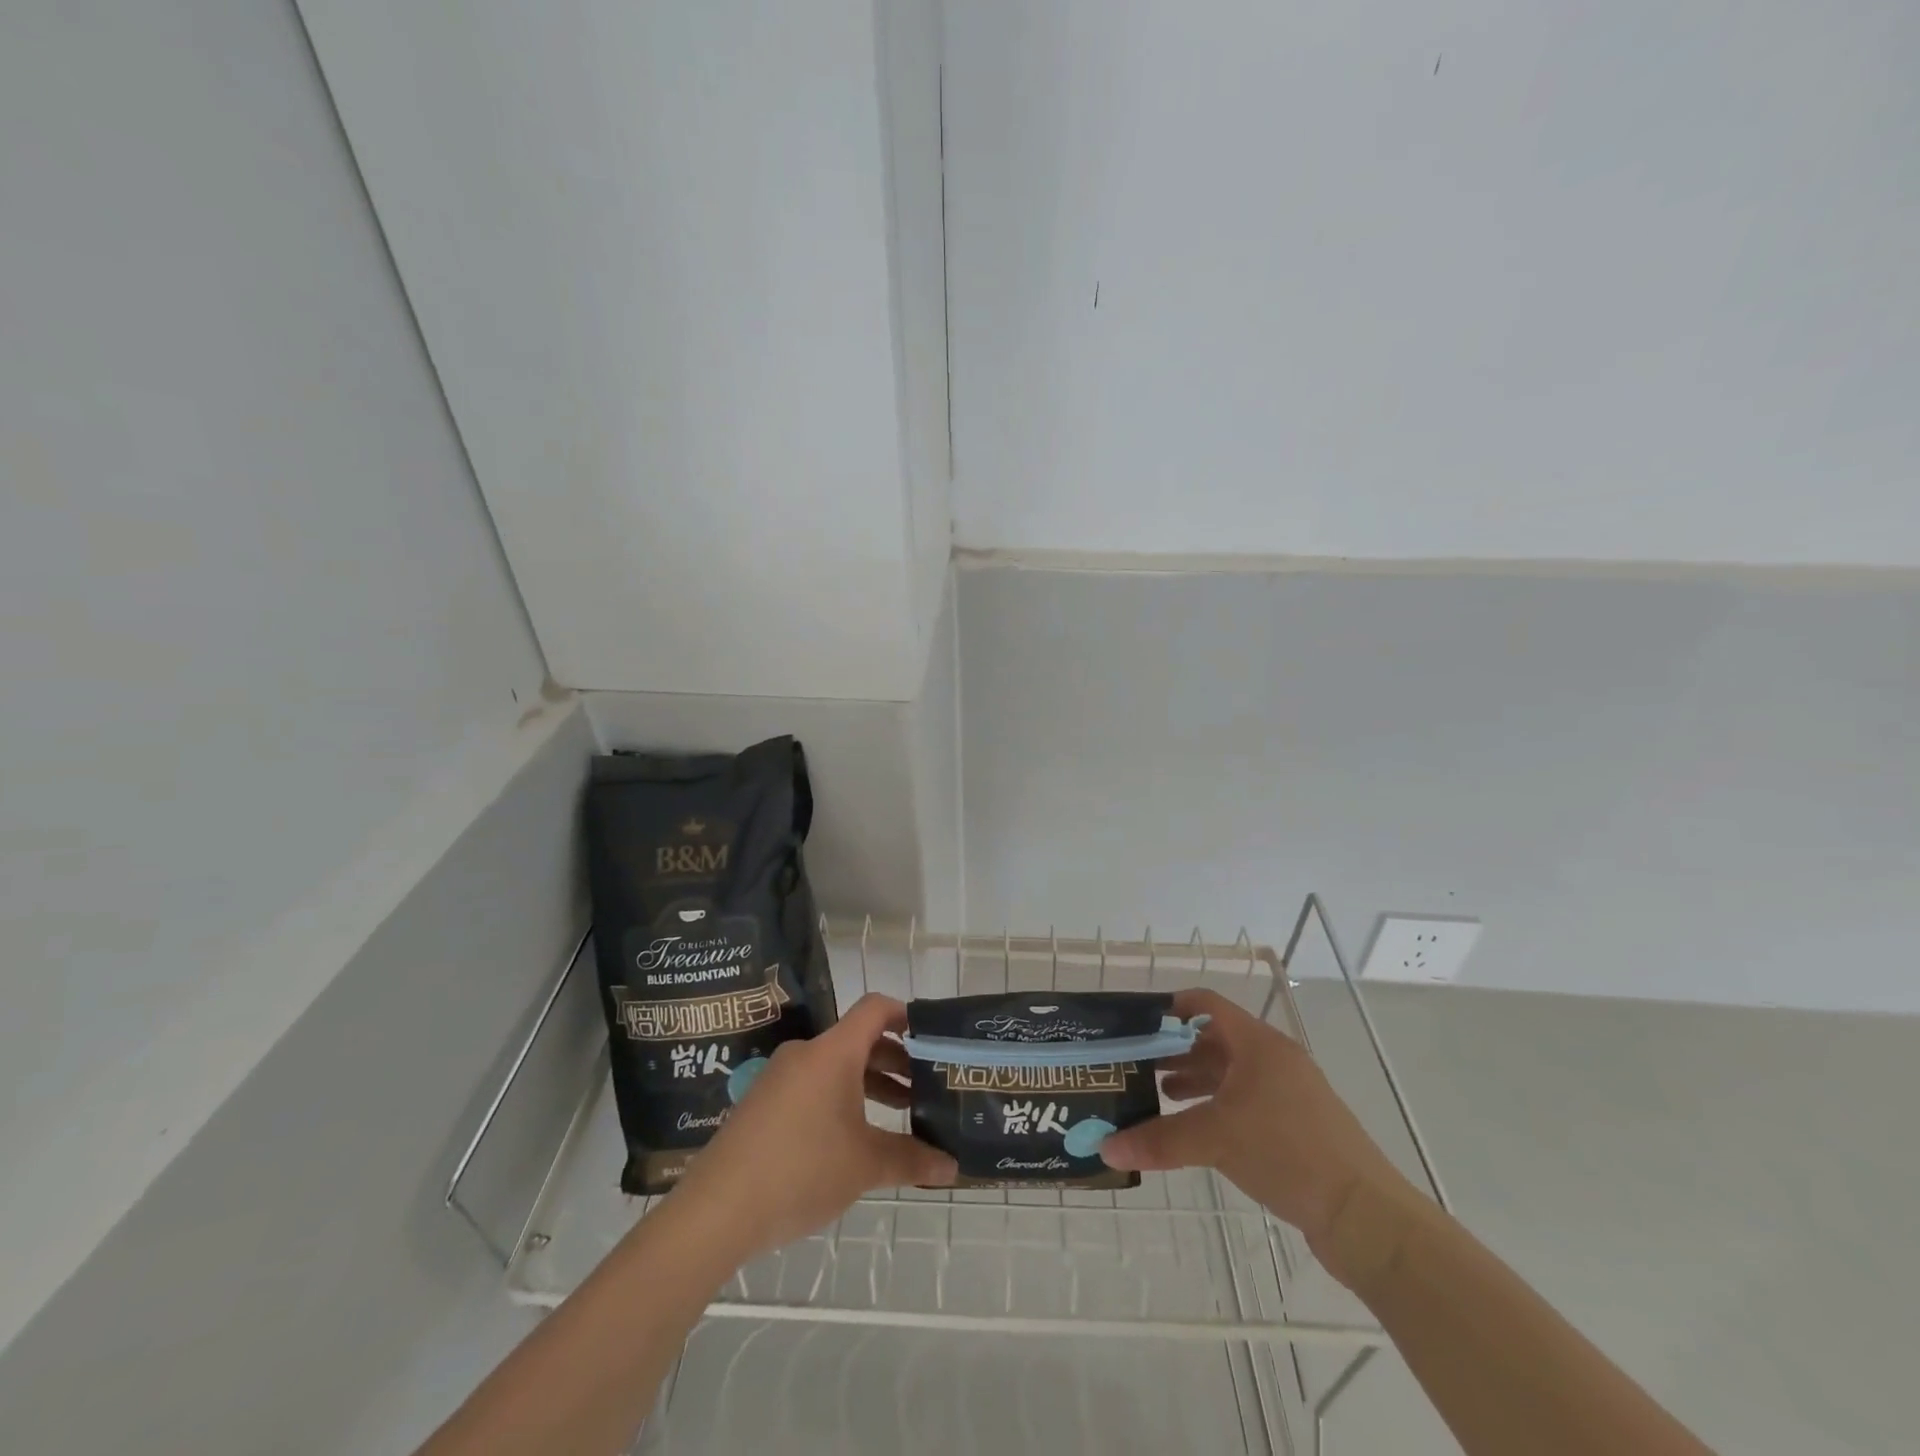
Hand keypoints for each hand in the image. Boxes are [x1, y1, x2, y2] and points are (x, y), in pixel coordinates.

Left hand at [667, 994, 956, 1260]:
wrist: (717, 1209)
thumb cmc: (801, 1169)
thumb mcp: (865, 1165)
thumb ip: (912, 1160)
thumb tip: (952, 1168)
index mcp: (833, 1052)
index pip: (876, 1008)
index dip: (906, 1015)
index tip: (931, 1037)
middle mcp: (806, 1053)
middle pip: (858, 1040)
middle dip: (895, 1061)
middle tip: (925, 1087)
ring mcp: (780, 1077)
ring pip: (835, 1066)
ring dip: (869, 1083)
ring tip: (898, 1114)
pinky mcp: (763, 1103)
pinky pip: (812, 1086)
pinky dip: (840, 1098)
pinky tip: (852, 1137)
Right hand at [1099, 988, 1416, 1268]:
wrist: (1366, 1216)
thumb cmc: (1288, 1152)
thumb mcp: (1216, 1139)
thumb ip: (1159, 1139)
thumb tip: (1106, 1149)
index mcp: (1258, 1044)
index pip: (1206, 1004)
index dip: (1170, 1007)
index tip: (1135, 1024)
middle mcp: (1272, 1060)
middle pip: (1214, 1039)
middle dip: (1174, 1049)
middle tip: (1135, 1063)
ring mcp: (1287, 1093)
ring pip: (1229, 1073)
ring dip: (1193, 1079)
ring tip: (1155, 1094)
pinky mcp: (1295, 1126)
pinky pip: (1243, 1101)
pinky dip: (1215, 1106)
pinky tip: (1192, 1128)